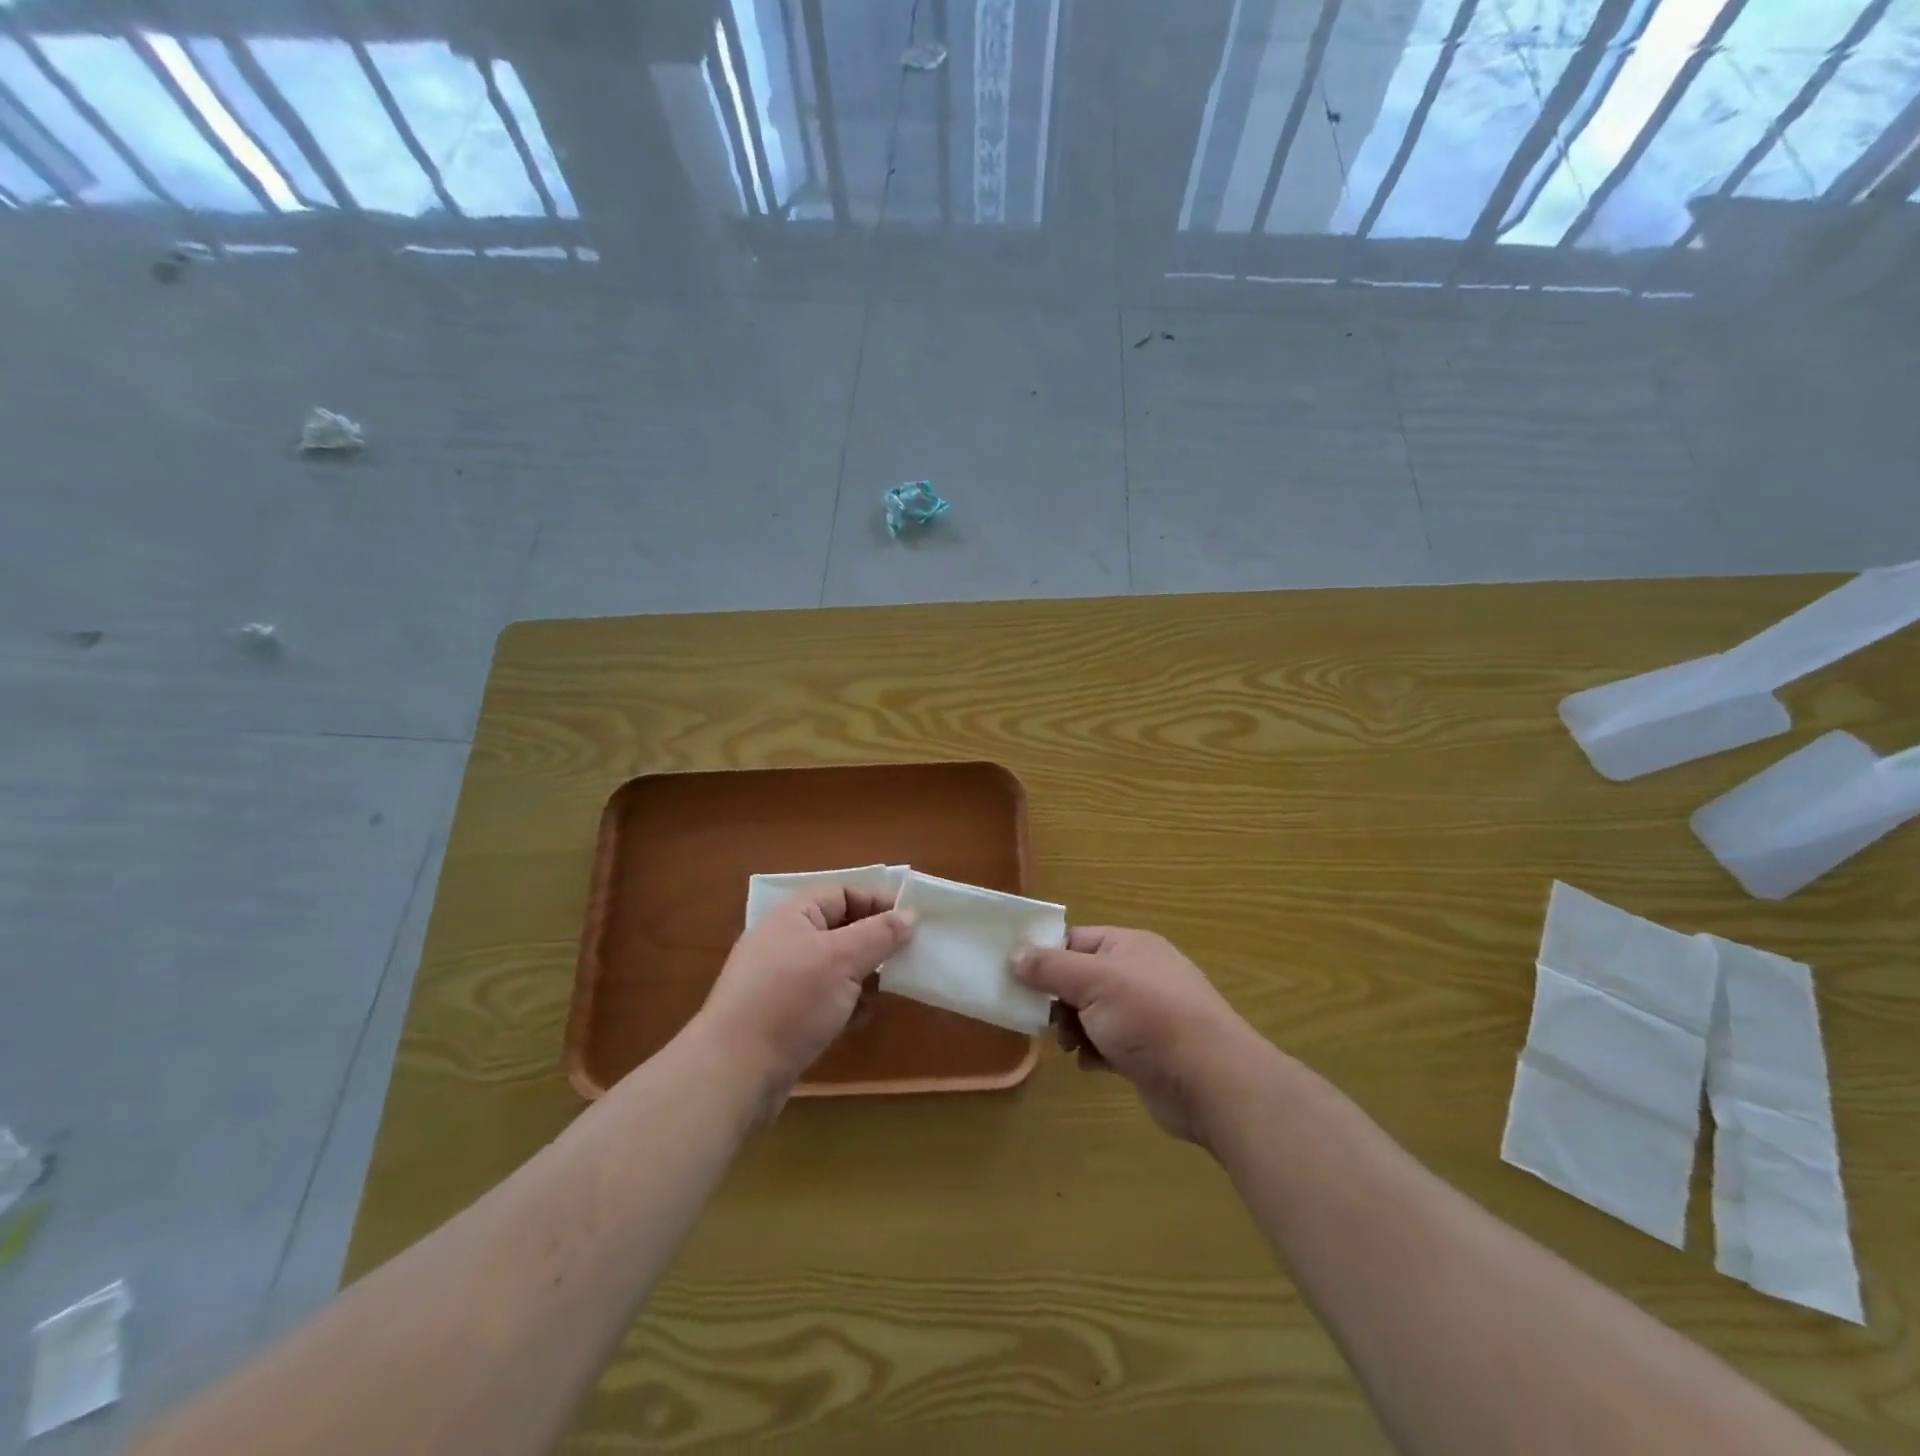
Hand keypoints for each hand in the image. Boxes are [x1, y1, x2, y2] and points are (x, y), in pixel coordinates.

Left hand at [693, 887, 914, 1120]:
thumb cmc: (791, 1001)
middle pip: (841, 930)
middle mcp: (785, 942)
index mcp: (793, 916)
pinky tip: (858, 1020)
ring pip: (835, 968)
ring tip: (885, 993)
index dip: (877, 903)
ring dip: (862, 979)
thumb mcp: (843, 959)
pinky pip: (823, 999)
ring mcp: (781, 982)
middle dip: (874, 945)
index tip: (912, 923)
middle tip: (906, 960)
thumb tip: (910, 914)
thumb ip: (880, 933)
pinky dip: (844, 1005)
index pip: (843, 894)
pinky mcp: (782, 1017)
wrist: (734, 1072)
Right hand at [1015, 927, 1255, 1146]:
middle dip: (1058, 1000)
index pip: (1076, 941)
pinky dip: (1094, 1053)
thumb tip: (1015, 954)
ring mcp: (1145, 1015)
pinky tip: (1091, 1064)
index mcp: (1129, 946)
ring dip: (1074, 1029)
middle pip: (1080, 979)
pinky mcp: (1147, 1052)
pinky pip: (1107, 1044)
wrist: (1211, 1081)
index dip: (1046, 957)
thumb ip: (1051, 968)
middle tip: (1044, 1019)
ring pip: (1091, 1014)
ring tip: (1071, 1045)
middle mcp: (1138, 975)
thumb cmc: (1150, 1017)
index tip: (1017, 978)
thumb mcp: (1094, 982)